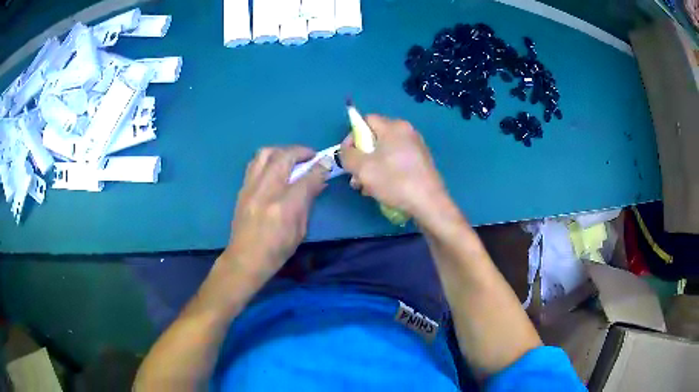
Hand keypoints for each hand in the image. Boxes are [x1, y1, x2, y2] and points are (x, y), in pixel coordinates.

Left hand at [223, 146, 326, 283]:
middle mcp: (266, 191)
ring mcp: (251, 187)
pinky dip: (268, 159)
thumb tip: (319, 182)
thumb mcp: (300, 230)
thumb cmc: (277, 250)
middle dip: (301, 151)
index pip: (307, 177)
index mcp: (285, 206)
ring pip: (265, 153)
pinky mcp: (242, 188)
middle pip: (284, 157)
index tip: (327, 162)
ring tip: (291, 158)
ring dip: (282, 150)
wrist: (245, 259)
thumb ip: (308, 202)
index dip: (320, 167)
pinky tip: (275, 167)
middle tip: (311, 156)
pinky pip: (255, 163)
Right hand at [340, 115, 447, 221]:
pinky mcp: (421, 163)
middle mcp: (407, 132)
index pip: (365, 121)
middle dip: (361, 157)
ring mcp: (416, 147)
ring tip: (366, 188)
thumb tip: (347, 150)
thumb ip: (347, 155)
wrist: (429, 203)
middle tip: (355, 177)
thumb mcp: (362, 168)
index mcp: (394, 127)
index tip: (348, 157)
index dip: (352, 137)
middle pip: (375, 138)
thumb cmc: (394, 181)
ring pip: (385, 153)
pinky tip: (382, 189)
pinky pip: (397, 161)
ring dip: (371, 168)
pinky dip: (386, 172)